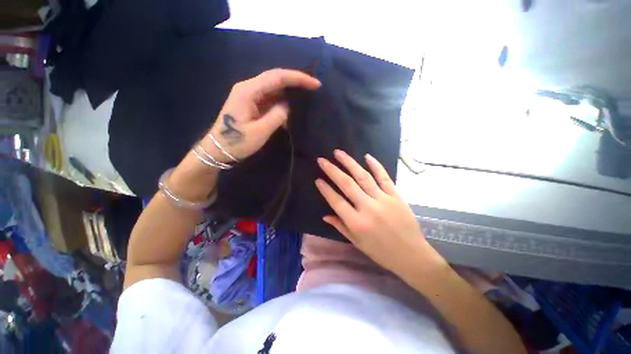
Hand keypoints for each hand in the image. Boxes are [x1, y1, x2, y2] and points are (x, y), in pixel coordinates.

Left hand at [204, 69, 320, 161]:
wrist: (218, 149)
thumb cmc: (237, 142)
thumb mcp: (260, 131)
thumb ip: (277, 116)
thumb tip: (287, 106)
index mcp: (248, 91)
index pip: (277, 77)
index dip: (298, 78)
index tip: (315, 84)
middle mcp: (248, 88)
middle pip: (276, 78)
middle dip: (296, 81)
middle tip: (314, 87)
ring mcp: (250, 95)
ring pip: (274, 87)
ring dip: (290, 91)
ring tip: (307, 96)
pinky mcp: (252, 104)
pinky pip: (271, 98)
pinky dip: (283, 102)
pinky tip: (292, 109)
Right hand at [315, 150, 445, 275]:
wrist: (411, 255)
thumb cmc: (381, 252)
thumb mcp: (357, 242)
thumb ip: (340, 226)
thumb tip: (325, 215)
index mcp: (356, 223)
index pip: (336, 201)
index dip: (325, 189)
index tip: (317, 179)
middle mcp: (368, 208)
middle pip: (347, 184)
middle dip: (332, 170)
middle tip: (322, 160)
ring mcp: (383, 200)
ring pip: (363, 177)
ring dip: (349, 163)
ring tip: (339, 153)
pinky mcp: (396, 196)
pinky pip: (384, 177)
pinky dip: (375, 165)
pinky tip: (367, 156)